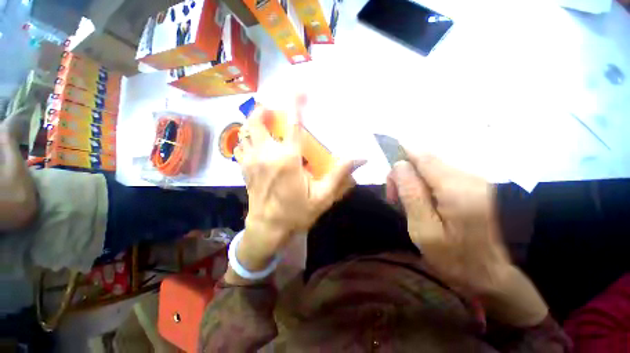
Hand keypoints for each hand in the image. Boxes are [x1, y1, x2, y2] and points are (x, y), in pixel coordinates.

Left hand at [230, 102, 364, 277]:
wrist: (267, 229)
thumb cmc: (296, 213)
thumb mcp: (322, 197)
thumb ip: (339, 175)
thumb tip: (360, 158)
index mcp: (287, 159)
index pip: (292, 124)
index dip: (296, 103)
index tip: (299, 88)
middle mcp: (266, 154)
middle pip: (258, 120)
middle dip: (265, 108)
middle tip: (274, 106)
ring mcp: (251, 160)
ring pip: (245, 130)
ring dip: (254, 121)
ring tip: (264, 120)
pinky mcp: (244, 168)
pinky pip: (240, 145)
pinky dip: (246, 137)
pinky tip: (255, 141)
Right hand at [387, 153, 508, 294]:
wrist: (501, 273)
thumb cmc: (459, 259)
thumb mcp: (425, 231)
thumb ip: (411, 195)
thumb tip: (400, 165)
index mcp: (454, 187)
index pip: (420, 156)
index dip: (401, 162)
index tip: (393, 186)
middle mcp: (467, 176)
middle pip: (426, 161)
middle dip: (407, 176)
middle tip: (399, 201)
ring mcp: (476, 180)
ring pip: (433, 170)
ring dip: (417, 183)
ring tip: (414, 207)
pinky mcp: (478, 186)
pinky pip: (444, 178)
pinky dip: (430, 187)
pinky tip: (430, 207)